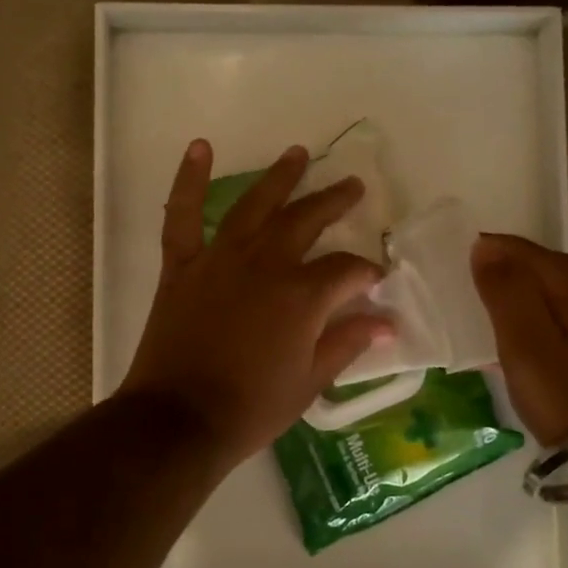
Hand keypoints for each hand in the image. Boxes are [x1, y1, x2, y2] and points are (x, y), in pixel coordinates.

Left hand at [119, 141, 394, 471]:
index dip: (366, 273)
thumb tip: (387, 323)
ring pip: (254, 206)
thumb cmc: (251, 408)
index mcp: (302, 295)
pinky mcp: (182, 266)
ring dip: (279, 177)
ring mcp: (219, 259)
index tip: (375, 282)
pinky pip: (182, 215)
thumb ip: (348, 343)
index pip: (347, 270)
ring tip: (298, 153)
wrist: (179, 420)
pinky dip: (189, 179)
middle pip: (306, 220)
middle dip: (334, 202)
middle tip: (353, 186)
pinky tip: (201, 146)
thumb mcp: (310, 382)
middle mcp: (265, 264)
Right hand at [470, 233, 567, 446]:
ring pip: (537, 291)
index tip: (444, 272)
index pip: (510, 246)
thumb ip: (503, 290)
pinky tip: (505, 342)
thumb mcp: (524, 341)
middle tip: (451, 296)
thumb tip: (482, 245)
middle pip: (526, 266)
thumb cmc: (567, 393)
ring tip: (470, 318)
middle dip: (491, 274)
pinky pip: (549, 313)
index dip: (477, 253)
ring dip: (507, 300)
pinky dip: (525, 321)